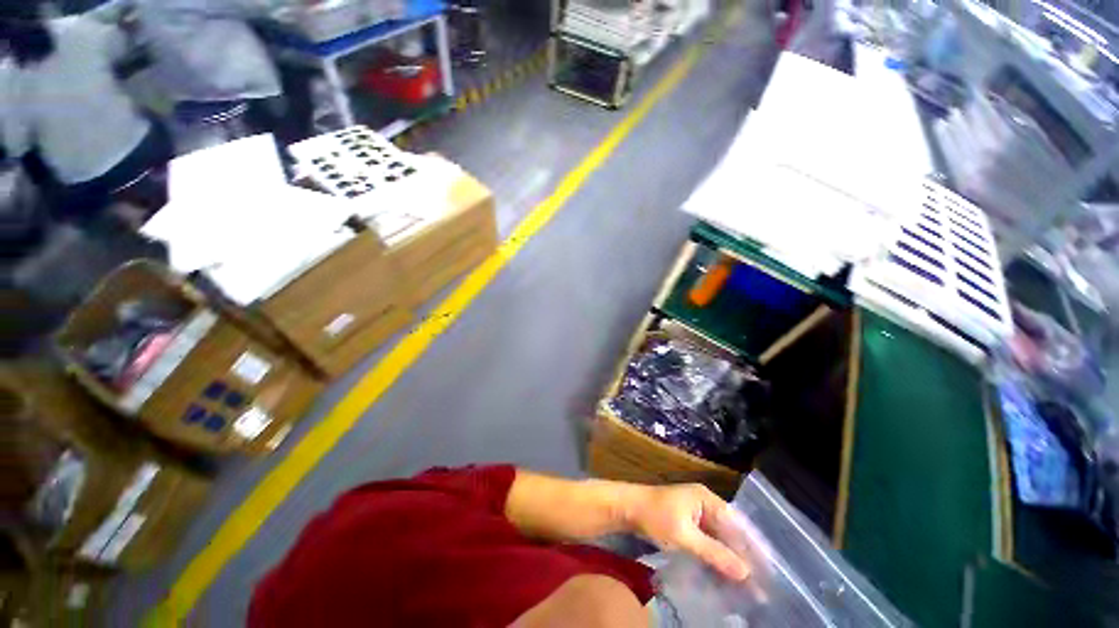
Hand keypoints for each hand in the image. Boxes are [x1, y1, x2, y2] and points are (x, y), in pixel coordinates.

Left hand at [625, 484, 750, 580]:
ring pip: (719, 539)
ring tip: (747, 587)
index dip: (753, 549)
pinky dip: (716, 558)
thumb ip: (714, 553)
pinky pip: (708, 542)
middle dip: (744, 558)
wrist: (626, 509)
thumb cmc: (655, 516)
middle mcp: (704, 504)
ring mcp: (695, 514)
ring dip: (730, 561)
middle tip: (761, 587)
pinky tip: (724, 577)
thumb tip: (746, 573)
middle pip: (730, 532)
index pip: (737, 525)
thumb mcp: (684, 536)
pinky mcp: (687, 525)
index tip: (769, 574)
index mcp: (706, 499)